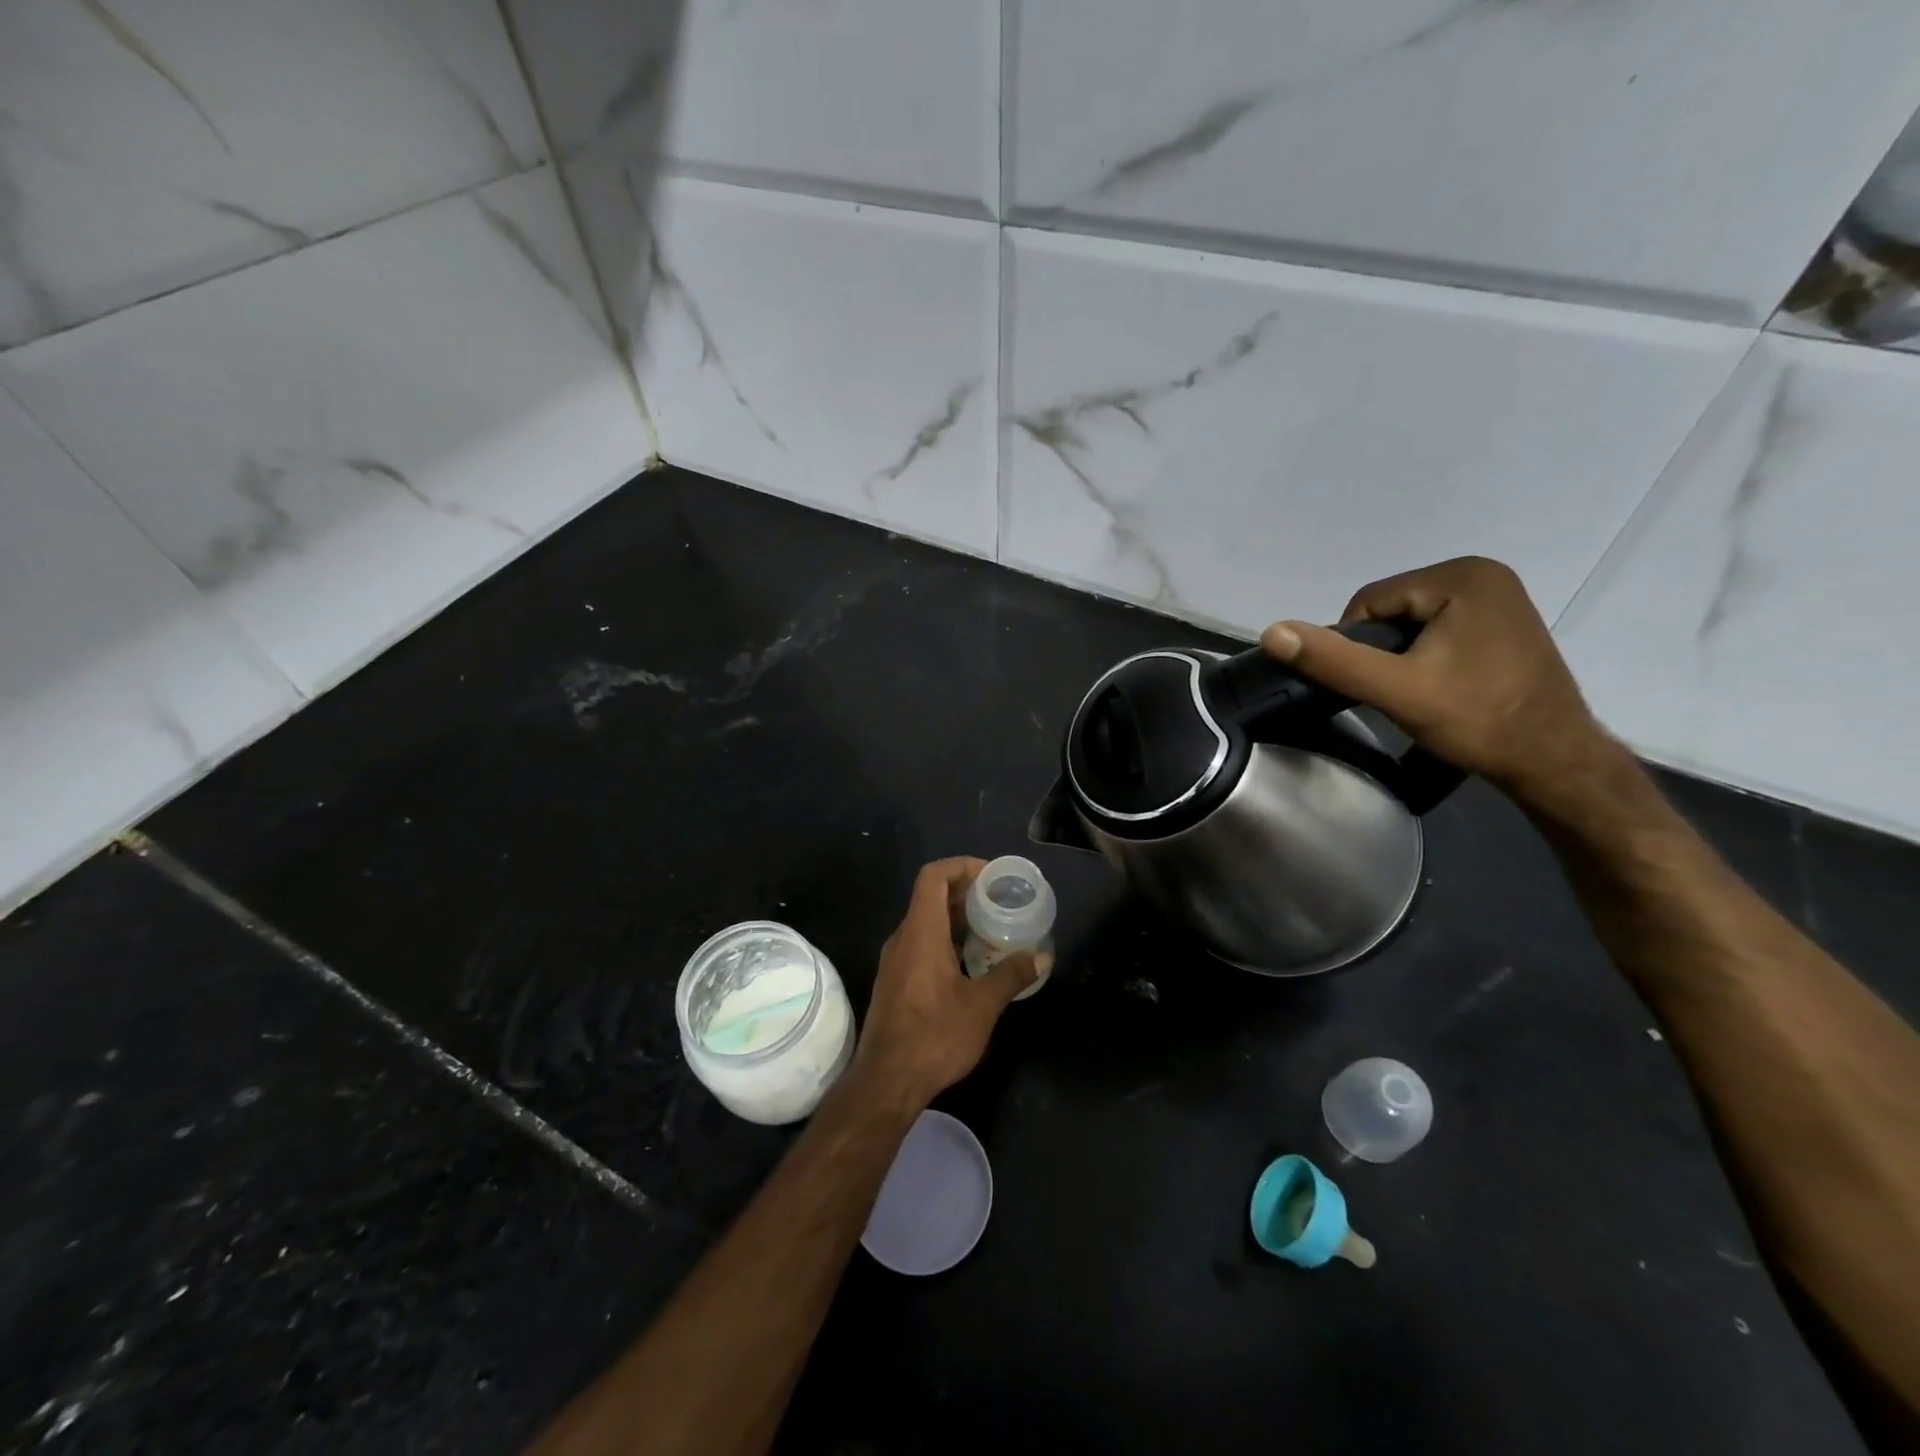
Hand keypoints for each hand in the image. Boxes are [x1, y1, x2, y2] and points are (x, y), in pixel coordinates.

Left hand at [852, 857, 1043, 1108]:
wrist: (886, 1082)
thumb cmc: (934, 1037)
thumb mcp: (981, 1006)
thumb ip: (1011, 975)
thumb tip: (1042, 956)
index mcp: (920, 932)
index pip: (933, 876)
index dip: (961, 866)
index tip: (991, 876)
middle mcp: (903, 938)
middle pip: (930, 896)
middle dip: (966, 893)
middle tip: (1001, 902)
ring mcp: (895, 961)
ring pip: (926, 922)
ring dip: (957, 919)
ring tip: (992, 930)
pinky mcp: (895, 981)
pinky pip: (921, 944)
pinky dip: (947, 940)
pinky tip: (972, 963)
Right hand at [1260, 557, 1613, 799]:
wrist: (1554, 761)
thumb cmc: (1477, 720)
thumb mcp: (1395, 689)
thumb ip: (1333, 659)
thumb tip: (1271, 632)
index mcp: (1463, 576)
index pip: (1370, 602)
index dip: (1356, 646)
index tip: (1375, 685)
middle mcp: (1484, 573)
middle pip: (1392, 609)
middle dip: (1382, 651)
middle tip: (1399, 693)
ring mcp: (1499, 597)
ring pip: (1412, 622)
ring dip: (1401, 656)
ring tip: (1419, 693)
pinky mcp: (1503, 622)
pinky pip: (1439, 629)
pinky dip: (1426, 656)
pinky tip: (1440, 686)